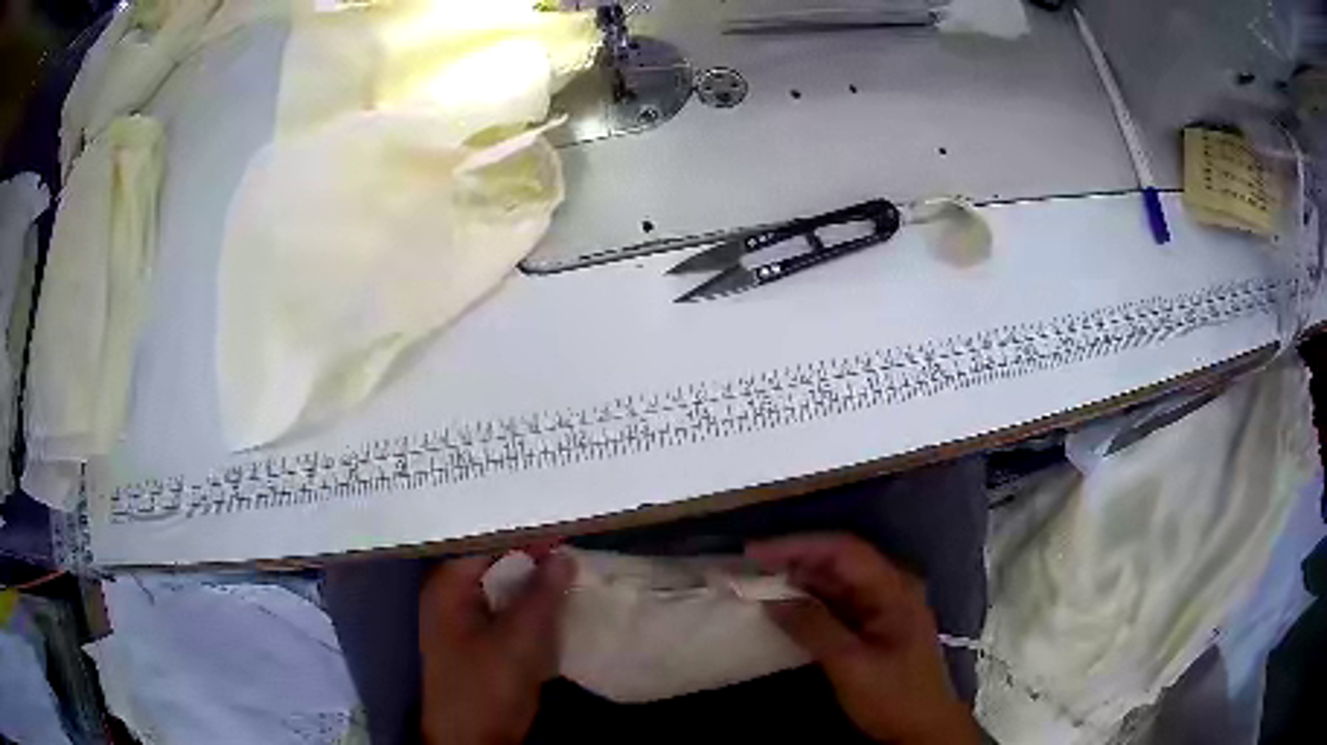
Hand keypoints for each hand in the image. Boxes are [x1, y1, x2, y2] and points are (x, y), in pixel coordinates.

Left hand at [418, 552, 573, 744]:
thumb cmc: (486, 687)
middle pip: (495, 564)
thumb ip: (542, 594)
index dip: (524, 533)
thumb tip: (563, 555)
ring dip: (536, 583)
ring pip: (506, 589)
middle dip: (533, 556)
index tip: (562, 524)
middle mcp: (452, 596)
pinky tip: (559, 601)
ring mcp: (466, 620)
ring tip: (573, 565)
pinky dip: (533, 606)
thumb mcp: (518, 639)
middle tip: (573, 541)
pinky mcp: (483, 642)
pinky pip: (510, 612)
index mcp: (448, 586)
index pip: (487, 542)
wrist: (473, 740)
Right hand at [747, 533, 981, 744]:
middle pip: (841, 560)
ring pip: (838, 581)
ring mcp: (885, 606)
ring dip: (802, 579)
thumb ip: (814, 627)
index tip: (756, 553)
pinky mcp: (876, 625)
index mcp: (894, 589)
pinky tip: (787, 605)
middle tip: (751, 566)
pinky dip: (812, 601)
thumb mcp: (851, 664)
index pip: (844, 550)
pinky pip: (840, 602)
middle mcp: (891, 588)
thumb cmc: (893, 695)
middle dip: (796, 559)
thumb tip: (773, 600)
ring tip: (761, 582)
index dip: (799, 545)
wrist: (924, 727)